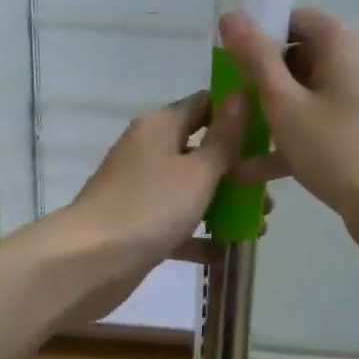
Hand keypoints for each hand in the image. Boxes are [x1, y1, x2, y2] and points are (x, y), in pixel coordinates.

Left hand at [59, 90, 247, 324]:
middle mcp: (150, 151)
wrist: (88, 263)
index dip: (237, 113)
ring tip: (259, 225)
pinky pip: (177, 224)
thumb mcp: (198, 171)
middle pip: (201, 150)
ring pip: (192, 189)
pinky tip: (227, 252)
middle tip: (269, 192)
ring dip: (224, 205)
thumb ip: (225, 138)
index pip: (204, 104)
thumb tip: (242, 94)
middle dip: (237, 170)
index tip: (271, 133)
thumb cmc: (149, 207)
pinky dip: (200, 236)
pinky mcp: (138, 225)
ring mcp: (142, 190)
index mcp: (161, 127)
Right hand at [218, 7, 358, 254]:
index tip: (235, 63)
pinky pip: (327, 123)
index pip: (299, 19)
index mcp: (346, 43)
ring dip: (276, 116)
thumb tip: (231, 15)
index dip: (264, 35)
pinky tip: (254, 171)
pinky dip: (297, 138)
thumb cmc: (338, 148)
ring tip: (236, 143)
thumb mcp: (285, 103)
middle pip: (305, 58)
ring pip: (313, 96)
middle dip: (266, 82)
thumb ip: (256, 59)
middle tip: (234, 107)